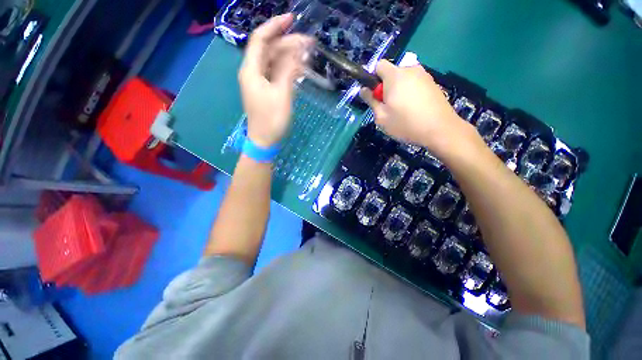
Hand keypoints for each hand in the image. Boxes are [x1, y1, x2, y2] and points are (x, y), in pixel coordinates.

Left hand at [239, 14, 312, 147]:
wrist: (265, 141)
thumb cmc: (272, 120)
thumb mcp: (282, 94)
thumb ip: (289, 70)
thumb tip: (298, 50)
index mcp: (251, 70)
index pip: (260, 39)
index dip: (275, 26)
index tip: (292, 19)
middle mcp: (253, 72)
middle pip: (269, 50)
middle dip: (288, 43)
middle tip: (308, 43)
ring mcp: (259, 82)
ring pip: (274, 62)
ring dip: (289, 56)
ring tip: (307, 55)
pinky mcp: (266, 91)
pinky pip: (276, 74)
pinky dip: (287, 69)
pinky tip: (299, 69)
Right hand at [360, 60, 471, 155]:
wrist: (440, 129)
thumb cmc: (405, 124)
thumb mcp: (381, 116)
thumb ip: (371, 100)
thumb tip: (364, 89)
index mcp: (395, 76)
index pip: (379, 65)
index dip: (374, 79)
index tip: (376, 96)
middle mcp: (410, 69)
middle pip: (392, 73)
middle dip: (387, 87)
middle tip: (389, 107)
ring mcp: (424, 75)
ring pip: (404, 79)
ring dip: (399, 90)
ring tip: (403, 110)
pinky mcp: (433, 83)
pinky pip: (415, 84)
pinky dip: (411, 92)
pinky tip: (415, 109)